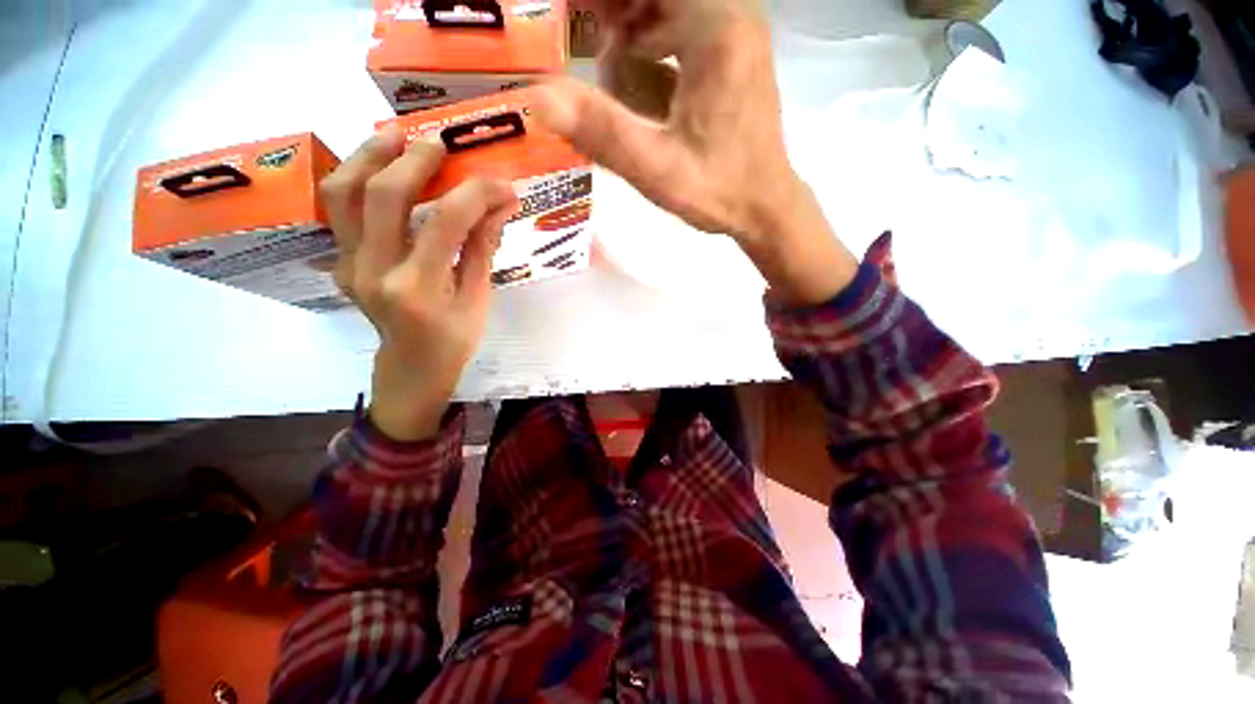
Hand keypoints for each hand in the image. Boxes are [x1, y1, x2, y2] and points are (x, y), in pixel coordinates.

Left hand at [321, 127, 517, 440]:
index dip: (476, 195)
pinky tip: (379, 168)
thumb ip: (483, 248)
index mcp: (418, 289)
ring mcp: (348, 265)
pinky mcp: (340, 261)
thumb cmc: (454, 341)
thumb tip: (500, 205)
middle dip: (415, 161)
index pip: (445, 223)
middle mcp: (374, 271)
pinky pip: (339, 209)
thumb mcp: (478, 299)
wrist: (411, 368)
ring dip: (368, 156)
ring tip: (394, 136)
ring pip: (343, 193)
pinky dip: (356, 179)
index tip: (501, 184)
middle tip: (441, 143)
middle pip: (383, 196)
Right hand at [532, 0, 858, 305]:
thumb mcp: (656, 169)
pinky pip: (682, 23)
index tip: (567, 14)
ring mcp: (735, 30)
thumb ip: (602, 133)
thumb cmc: (717, 191)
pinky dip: (650, 35)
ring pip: (668, 3)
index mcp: (715, 25)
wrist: (765, 206)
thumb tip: (536, 97)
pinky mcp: (732, 52)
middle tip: (573, 27)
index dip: (599, 3)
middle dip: (611, 11)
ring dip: (628, 19)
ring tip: (593, 46)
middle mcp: (730, 12)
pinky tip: (629, 67)